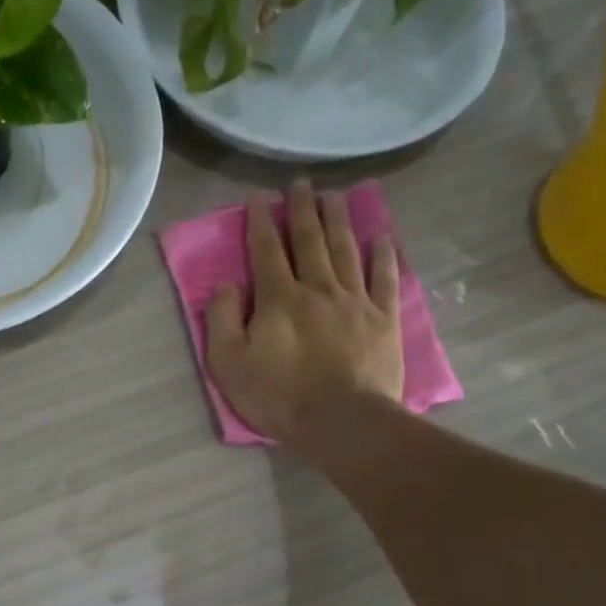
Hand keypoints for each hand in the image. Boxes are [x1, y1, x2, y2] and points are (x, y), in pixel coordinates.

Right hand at [204, 180, 404, 455]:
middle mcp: (317, 288)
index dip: (260, 222)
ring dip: (338, 220)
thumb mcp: (229, 364)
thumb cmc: (278, 396)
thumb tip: (225, 285)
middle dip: (302, 209)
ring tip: (335, 196)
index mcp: (278, 298)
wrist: (341, 421)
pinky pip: (384, 278)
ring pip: (345, 250)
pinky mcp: (383, 319)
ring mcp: (355, 301)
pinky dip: (382, 255)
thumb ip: (221, 320)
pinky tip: (380, 237)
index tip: (258, 197)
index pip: (266, 250)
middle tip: (301, 184)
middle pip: (309, 240)